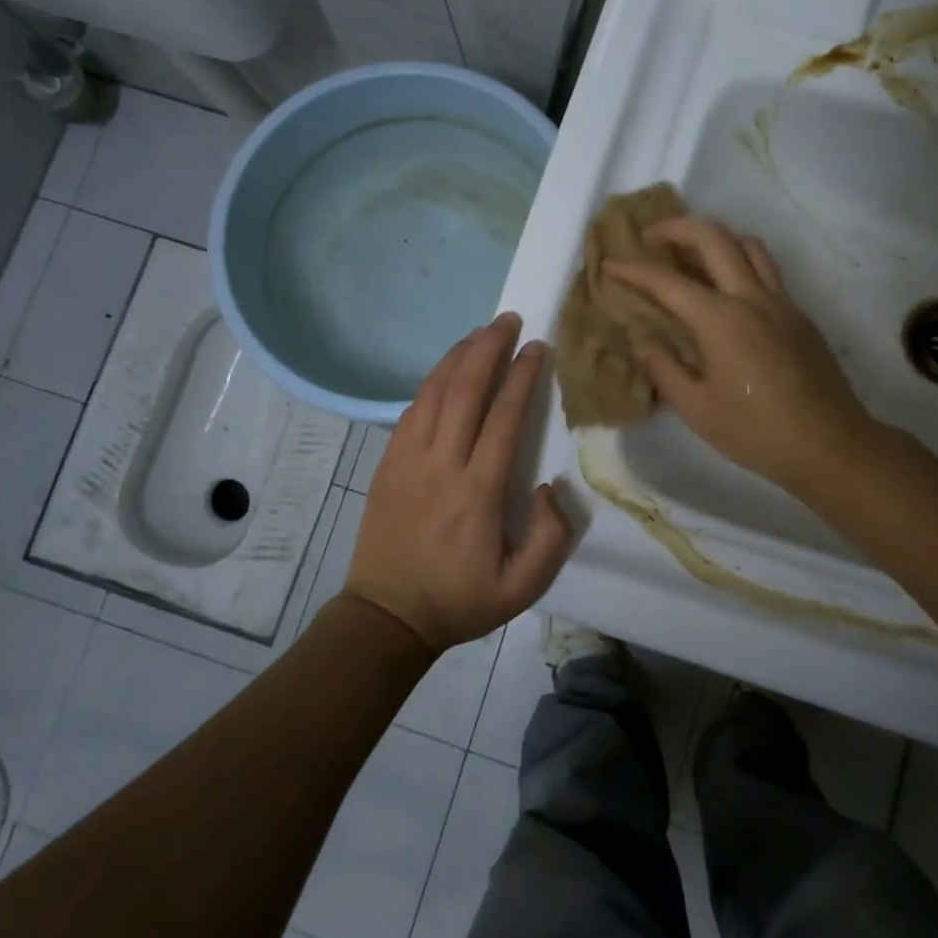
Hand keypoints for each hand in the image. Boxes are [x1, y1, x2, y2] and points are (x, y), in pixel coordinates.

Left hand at [346, 314, 574, 653]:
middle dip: (488, 348)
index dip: (522, 377)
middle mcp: (440, 465)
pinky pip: (411, 410)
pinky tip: (446, 371)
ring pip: (432, 392)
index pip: (503, 418)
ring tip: (480, 332)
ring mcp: (407, 461)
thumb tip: (550, 486)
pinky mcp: (386, 464)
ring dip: (457, 357)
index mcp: (476, 492)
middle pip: (465, 391)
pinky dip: (431, 382)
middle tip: (508, 320)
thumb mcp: (522, 588)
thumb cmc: (459, 601)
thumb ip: (550, 537)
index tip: (538, 348)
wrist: (387, 616)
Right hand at [604, 218, 875, 490]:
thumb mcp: (696, 408)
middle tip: (650, 239)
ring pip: (748, 244)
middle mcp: (752, 298)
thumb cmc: (756, 432)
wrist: (830, 444)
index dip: (633, 270)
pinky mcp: (799, 314)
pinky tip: (727, 291)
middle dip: (675, 228)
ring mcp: (781, 302)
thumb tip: (641, 339)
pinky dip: (740, 261)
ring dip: (714, 238)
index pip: (667, 281)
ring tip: (691, 256)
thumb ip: (663, 367)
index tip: (610, 265)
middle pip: (713, 237)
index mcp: (720, 320)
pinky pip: (767, 269)